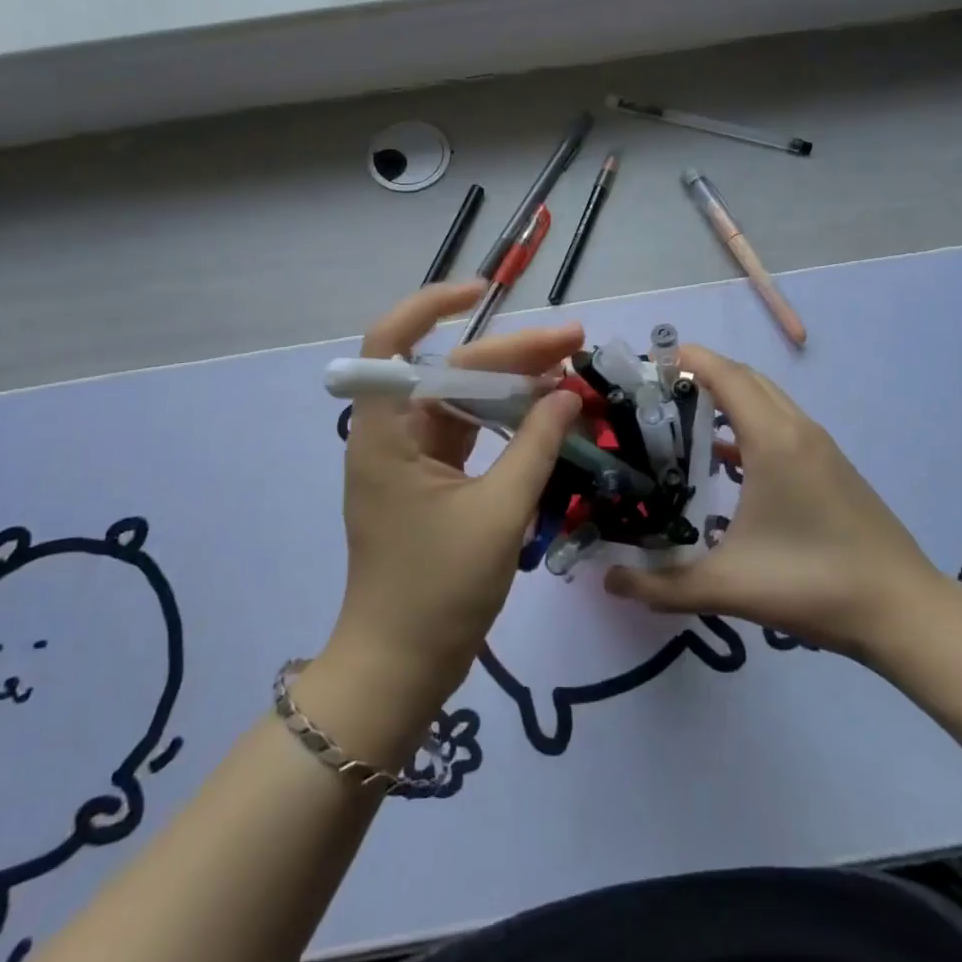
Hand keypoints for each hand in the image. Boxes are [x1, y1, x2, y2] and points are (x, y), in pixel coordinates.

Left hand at [326, 281, 583, 712]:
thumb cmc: (437, 591)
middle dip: (510, 353)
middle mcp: (392, 433)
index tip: (484, 292)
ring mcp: (411, 458)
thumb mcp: (498, 513)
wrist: (399, 669)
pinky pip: (470, 434)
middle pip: (449, 370)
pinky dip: (506, 422)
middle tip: (574, 344)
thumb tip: (567, 392)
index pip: (390, 342)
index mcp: (386, 431)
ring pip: (463, 400)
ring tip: (571, 373)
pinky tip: (548, 416)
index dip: (430, 304)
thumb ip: (534, 445)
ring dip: (513, 386)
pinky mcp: (430, 481)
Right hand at [603, 344, 949, 667]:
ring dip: (727, 398)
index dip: (686, 359)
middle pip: (744, 378)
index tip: (647, 364)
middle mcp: (797, 429)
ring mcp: (819, 446)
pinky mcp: (831, 466)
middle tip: (656, 394)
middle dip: (701, 374)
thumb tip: (608, 580)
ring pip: (766, 400)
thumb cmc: (814, 584)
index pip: (724, 374)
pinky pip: (781, 424)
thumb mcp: (729, 587)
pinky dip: (748, 424)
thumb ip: (661, 585)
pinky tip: (725, 462)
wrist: (905, 611)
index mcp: (773, 440)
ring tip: (682, 421)